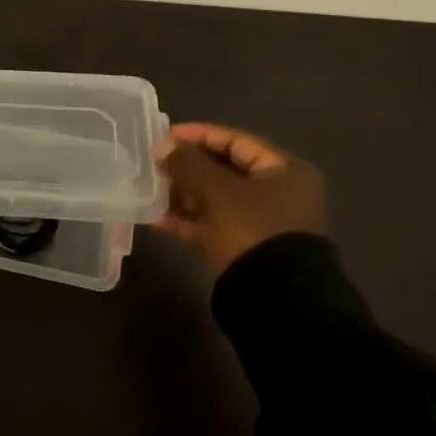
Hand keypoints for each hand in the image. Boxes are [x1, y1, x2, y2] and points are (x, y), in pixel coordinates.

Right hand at [154, 123, 326, 274]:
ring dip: (184, 194)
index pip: (236, 140)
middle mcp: (278, 194)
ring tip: (151, 189)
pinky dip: (188, 221)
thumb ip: (187, 164)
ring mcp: (262, 225)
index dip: (199, 135)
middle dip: (188, 166)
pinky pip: (213, 226)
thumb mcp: (217, 191)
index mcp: (284, 171)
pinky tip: (156, 218)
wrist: (275, 301)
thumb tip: (163, 147)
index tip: (165, 134)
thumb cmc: (252, 229)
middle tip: (155, 163)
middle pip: (225, 170)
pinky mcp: (246, 250)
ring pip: (216, 199)